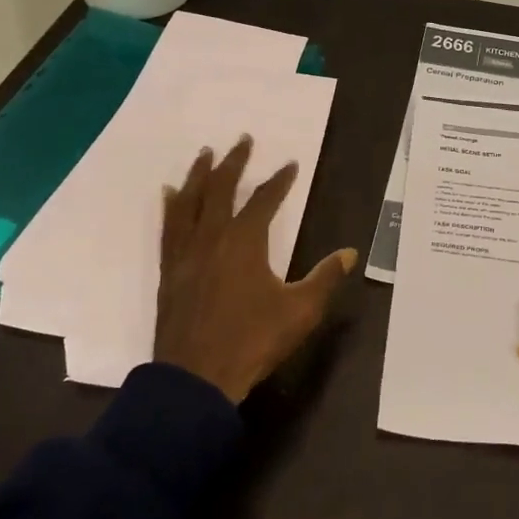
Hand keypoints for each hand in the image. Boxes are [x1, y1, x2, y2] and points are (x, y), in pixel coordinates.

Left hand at [154, 136, 357, 403]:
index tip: (290, 164)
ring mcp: (185, 253)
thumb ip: (325, 278)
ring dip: (199, 175)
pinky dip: (171, 206)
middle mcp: (211, 238)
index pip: (264, 201)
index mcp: (244, 242)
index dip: (279, 181)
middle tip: (242, 140)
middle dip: (233, 163)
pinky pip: (168, 227)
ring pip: (189, 202)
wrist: (196, 378)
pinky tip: (169, 195)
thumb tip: (349, 253)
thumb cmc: (252, 341)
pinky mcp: (168, 271)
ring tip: (204, 154)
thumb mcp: (300, 311)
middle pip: (220, 190)